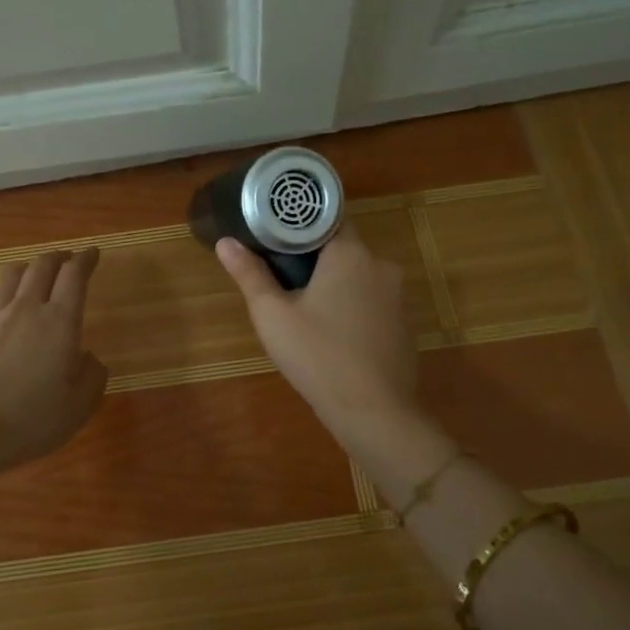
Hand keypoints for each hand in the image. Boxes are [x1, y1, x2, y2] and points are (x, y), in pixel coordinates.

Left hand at [0, 248, 107, 487]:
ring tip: (32, 275)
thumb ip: (91, 376)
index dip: (85, 259)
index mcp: (60, 322)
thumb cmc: (31, 420)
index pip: (75, 275)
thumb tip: (88, 358)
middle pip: (41, 266)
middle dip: (57, 257)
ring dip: (25, 269)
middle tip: (66, 260)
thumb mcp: (78, 407)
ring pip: (9, 276)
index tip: (93, 253)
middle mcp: (26, 310)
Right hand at [215, 224, 422, 455]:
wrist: (373, 412)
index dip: (299, 224)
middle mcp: (381, 265)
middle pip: (342, 247)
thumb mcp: (273, 316)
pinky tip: (333, 331)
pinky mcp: (404, 322)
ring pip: (358, 275)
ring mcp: (398, 295)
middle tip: (281, 276)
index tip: (275, 235)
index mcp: (350, 254)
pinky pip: (372, 299)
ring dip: (334, 283)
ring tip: (303, 306)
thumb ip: (250, 274)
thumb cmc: (317, 357)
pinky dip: (352, 305)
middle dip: (313, 257)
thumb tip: (225, 242)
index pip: (327, 218)